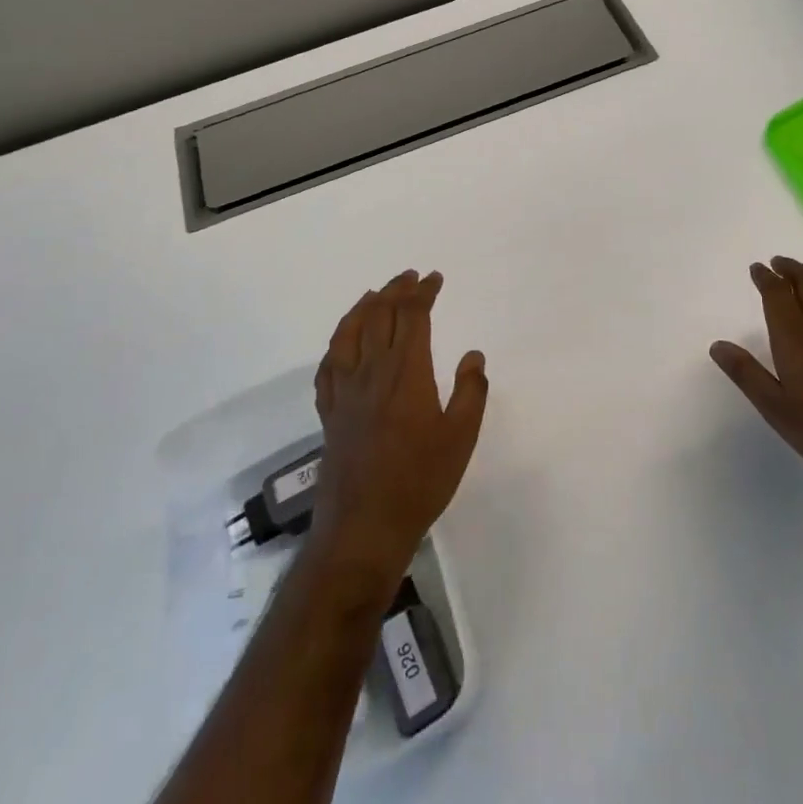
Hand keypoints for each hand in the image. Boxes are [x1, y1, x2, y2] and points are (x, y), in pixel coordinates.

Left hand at [309, 270, 488, 585]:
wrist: (364, 525)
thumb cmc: (421, 480)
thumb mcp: (461, 437)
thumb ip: (471, 392)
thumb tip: (473, 356)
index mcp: (406, 372)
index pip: (412, 317)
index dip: (423, 293)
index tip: (434, 278)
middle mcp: (372, 371)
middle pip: (380, 316)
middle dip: (396, 291)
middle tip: (411, 277)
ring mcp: (345, 391)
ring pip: (349, 333)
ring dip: (364, 307)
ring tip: (376, 294)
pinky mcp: (329, 411)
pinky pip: (329, 364)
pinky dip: (338, 342)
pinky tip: (343, 341)